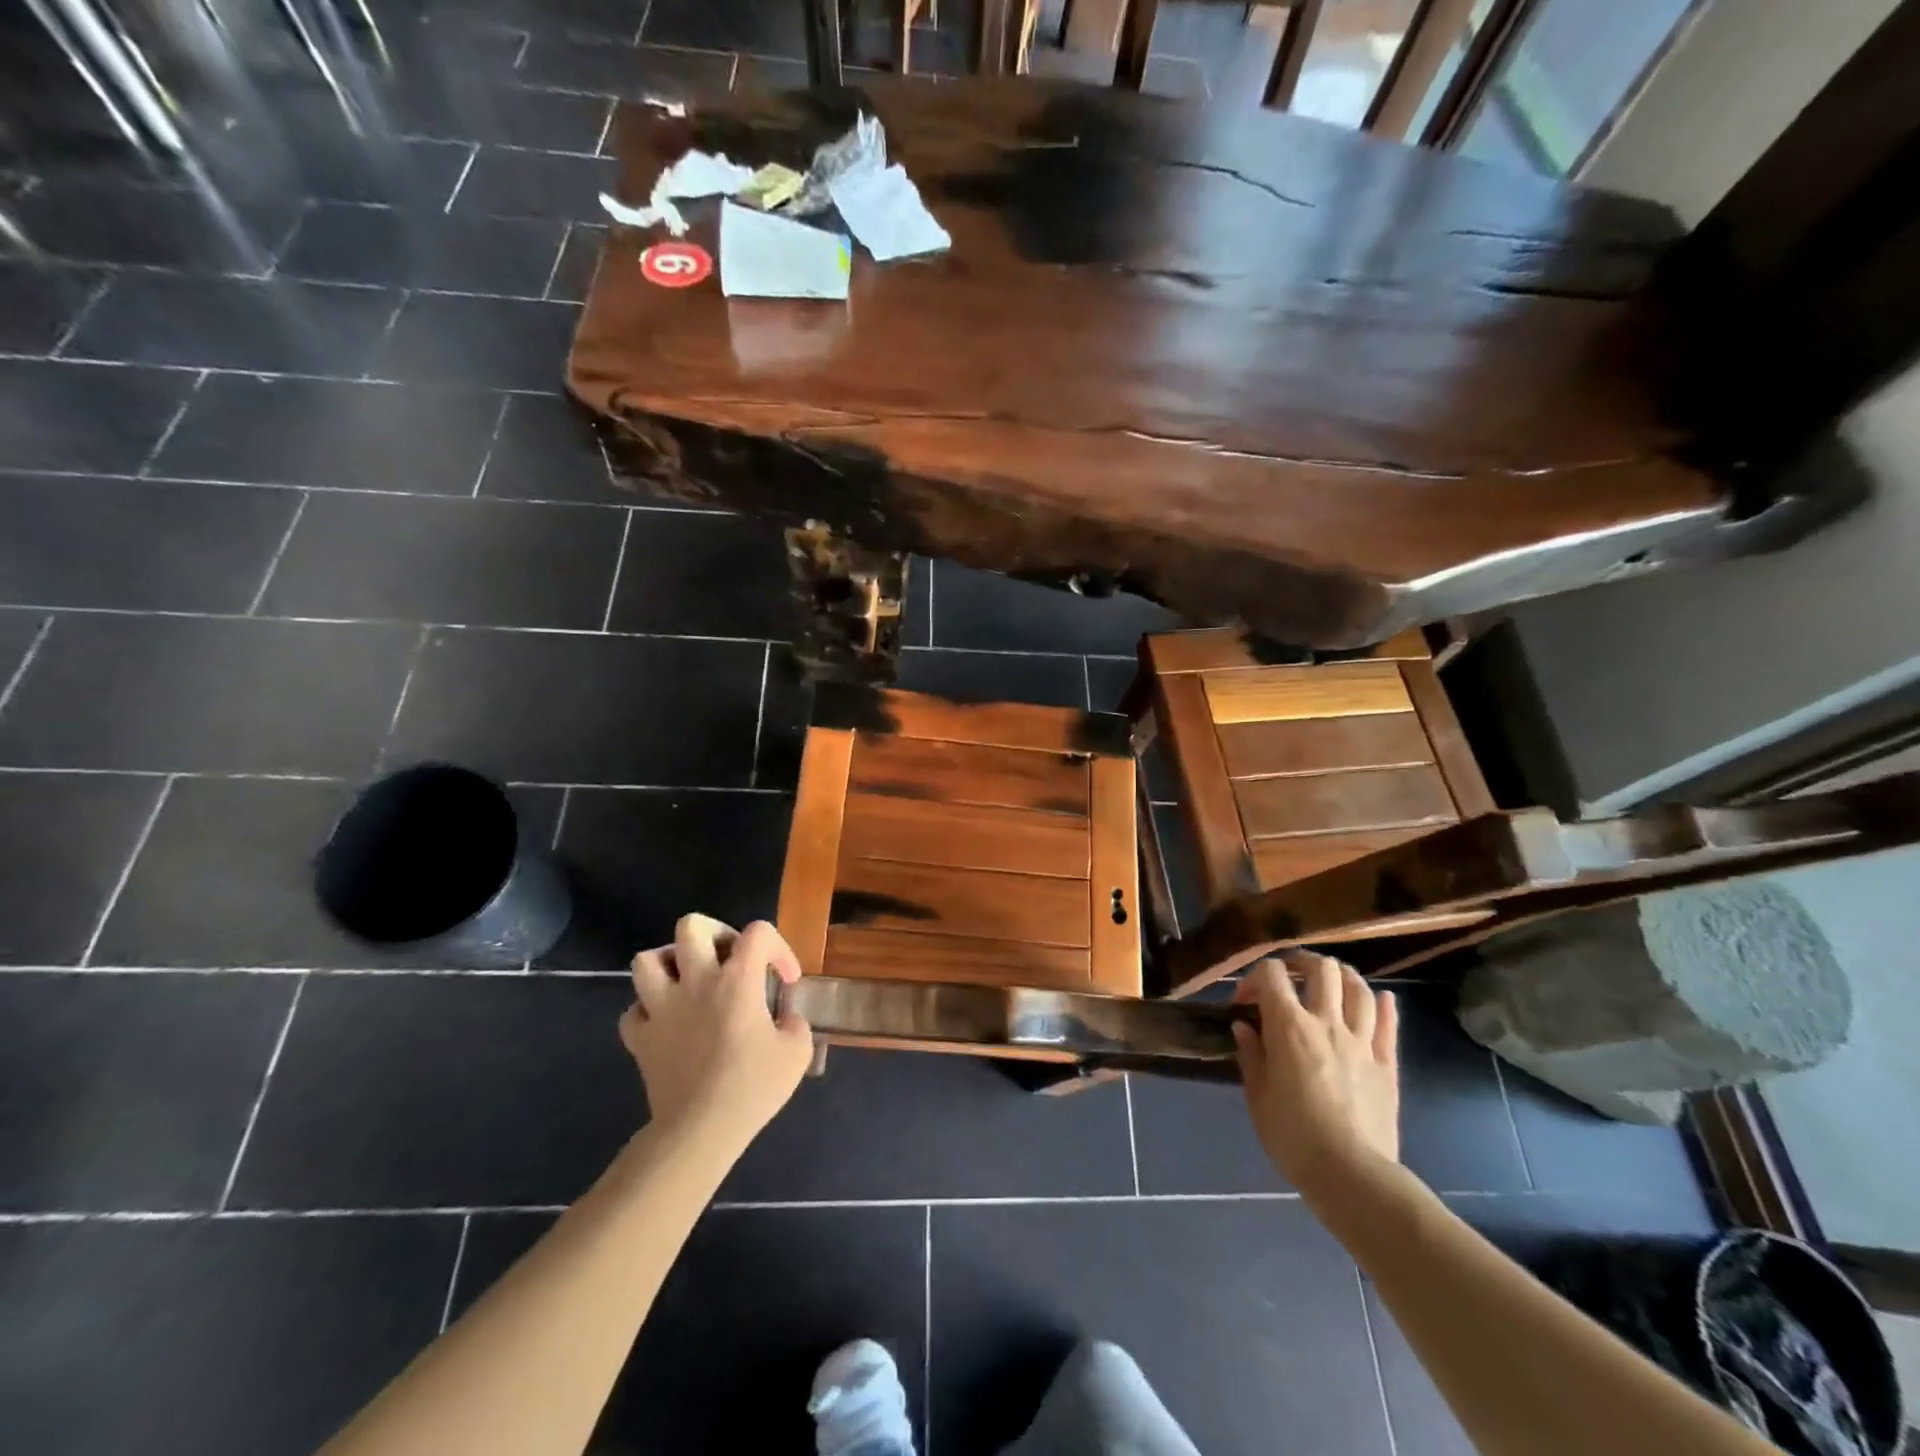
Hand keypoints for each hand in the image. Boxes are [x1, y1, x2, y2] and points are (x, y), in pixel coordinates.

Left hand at [618, 915, 814, 1150]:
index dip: (778, 948)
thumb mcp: (796, 1053)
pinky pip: (634, 1011)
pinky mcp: (640, 1038)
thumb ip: (795, 1024)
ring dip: (670, 965)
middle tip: (728, 958)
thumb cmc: (752, 1088)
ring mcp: (661, 1008)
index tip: (785, 980)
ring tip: (688, 981)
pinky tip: (666, 1024)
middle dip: (713, 934)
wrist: (700, 1131)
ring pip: (647, 961)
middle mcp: (696, 982)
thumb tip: (786, 1018)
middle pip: (691, 926)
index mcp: (737, 980)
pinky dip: (648, 1012)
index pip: (758, 932)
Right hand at [1233, 951, 1399, 1196]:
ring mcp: (1361, 1042)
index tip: (1245, 1001)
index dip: (1254, 978)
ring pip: (1359, 988)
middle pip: (1322, 969)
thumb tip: (1244, 1026)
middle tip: (1290, 978)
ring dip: (1342, 977)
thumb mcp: (1257, 1095)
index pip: (1271, 975)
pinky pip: (1388, 1025)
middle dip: (1302, 964)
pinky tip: (1381, 999)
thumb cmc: (1292, 1136)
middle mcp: (1326, 1023)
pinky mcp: (1387, 1064)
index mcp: (1289, 1027)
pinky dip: (1384, 1005)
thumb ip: (1251, 1054)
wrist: (1351, 1175)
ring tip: (1330, 983)